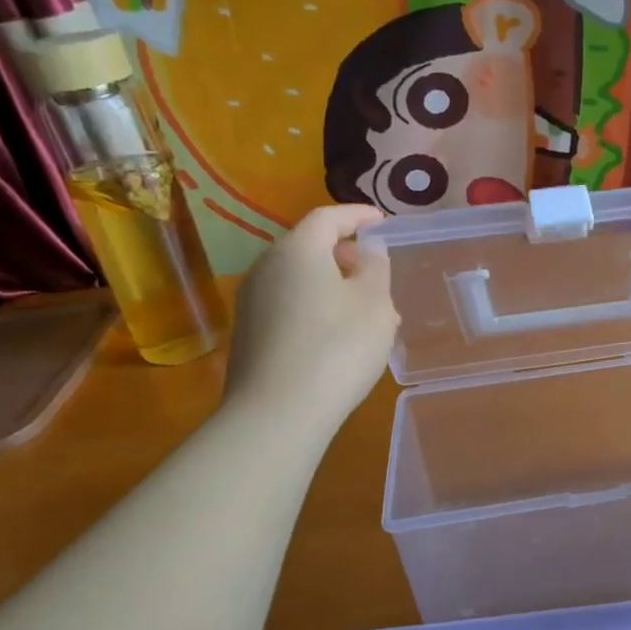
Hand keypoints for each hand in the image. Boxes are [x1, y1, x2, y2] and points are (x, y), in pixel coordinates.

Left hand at [222, 204, 397, 435]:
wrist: (277, 414)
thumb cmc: (337, 347)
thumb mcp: (375, 304)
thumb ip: (375, 268)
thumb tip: (366, 254)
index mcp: (298, 249)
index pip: (328, 217)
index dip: (358, 215)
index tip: (381, 221)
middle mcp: (266, 267)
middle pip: (308, 247)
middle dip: (344, 254)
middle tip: (375, 272)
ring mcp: (251, 303)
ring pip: (298, 280)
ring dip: (330, 285)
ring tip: (362, 310)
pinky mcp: (248, 335)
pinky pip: (288, 306)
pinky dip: (314, 308)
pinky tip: (336, 338)